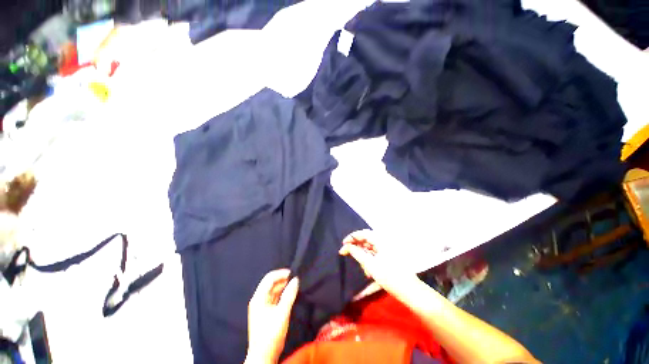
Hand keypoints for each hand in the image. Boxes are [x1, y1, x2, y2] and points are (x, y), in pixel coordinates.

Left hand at [246, 269, 299, 363]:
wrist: (263, 357)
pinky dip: (282, 295)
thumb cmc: (271, 334)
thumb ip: (289, 295)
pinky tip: (290, 295)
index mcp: (259, 297)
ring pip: (273, 291)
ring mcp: (261, 307)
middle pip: (271, 283)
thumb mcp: (282, 313)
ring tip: (295, 286)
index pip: (269, 278)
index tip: (293, 273)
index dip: (281, 273)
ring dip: (283, 287)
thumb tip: (296, 279)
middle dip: (283, 280)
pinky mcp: (265, 313)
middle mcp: (258, 300)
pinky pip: (274, 298)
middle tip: (296, 280)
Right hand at [339, 229, 420, 301]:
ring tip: (362, 267)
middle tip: (346, 252)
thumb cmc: (389, 276)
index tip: (343, 244)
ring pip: (369, 247)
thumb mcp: (370, 265)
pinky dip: (368, 259)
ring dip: (363, 255)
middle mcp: (384, 242)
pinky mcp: (388, 256)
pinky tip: (367, 270)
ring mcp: (386, 249)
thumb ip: (357, 253)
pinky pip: (374, 254)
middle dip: (356, 246)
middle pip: (366, 239)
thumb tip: (347, 247)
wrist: (409, 291)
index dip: (352, 237)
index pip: (364, 233)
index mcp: (381, 241)